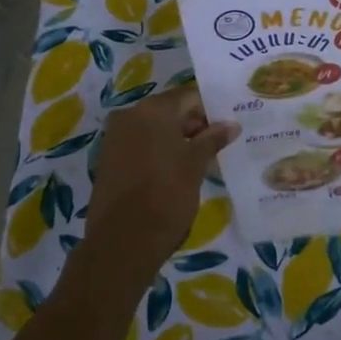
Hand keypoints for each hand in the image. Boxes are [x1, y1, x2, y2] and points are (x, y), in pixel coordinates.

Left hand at [79, 85, 238, 292]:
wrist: (122, 242)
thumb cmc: (166, 195)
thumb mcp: (195, 165)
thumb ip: (213, 139)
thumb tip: (231, 125)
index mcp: (153, 109)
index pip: (189, 97)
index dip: (210, 111)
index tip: (227, 128)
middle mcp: (130, 115)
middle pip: (170, 110)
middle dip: (194, 125)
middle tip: (217, 145)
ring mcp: (115, 137)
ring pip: (154, 128)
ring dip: (176, 140)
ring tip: (200, 161)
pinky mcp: (108, 159)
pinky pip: (140, 144)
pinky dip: (158, 152)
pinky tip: (176, 171)